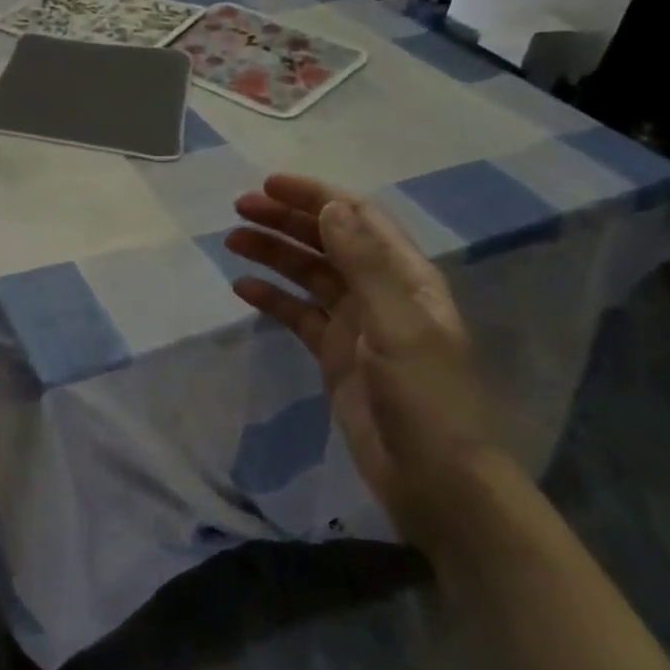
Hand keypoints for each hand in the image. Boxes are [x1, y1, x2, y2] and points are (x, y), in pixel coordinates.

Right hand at [226, 174, 503, 550]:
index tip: (269, 186)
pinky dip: (272, 298)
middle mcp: (380, 292)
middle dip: (286, 220)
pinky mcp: (334, 354)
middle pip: (328, 241)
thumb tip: (331, 206)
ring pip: (308, 274)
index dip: (315, 196)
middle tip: (239, 209)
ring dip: (273, 254)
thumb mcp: (399, 326)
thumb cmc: (427, 399)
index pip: (358, 218)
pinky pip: (298, 314)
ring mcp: (355, 324)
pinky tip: (243, 288)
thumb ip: (365, 264)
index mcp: (405, 277)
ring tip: (232, 241)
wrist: (437, 483)